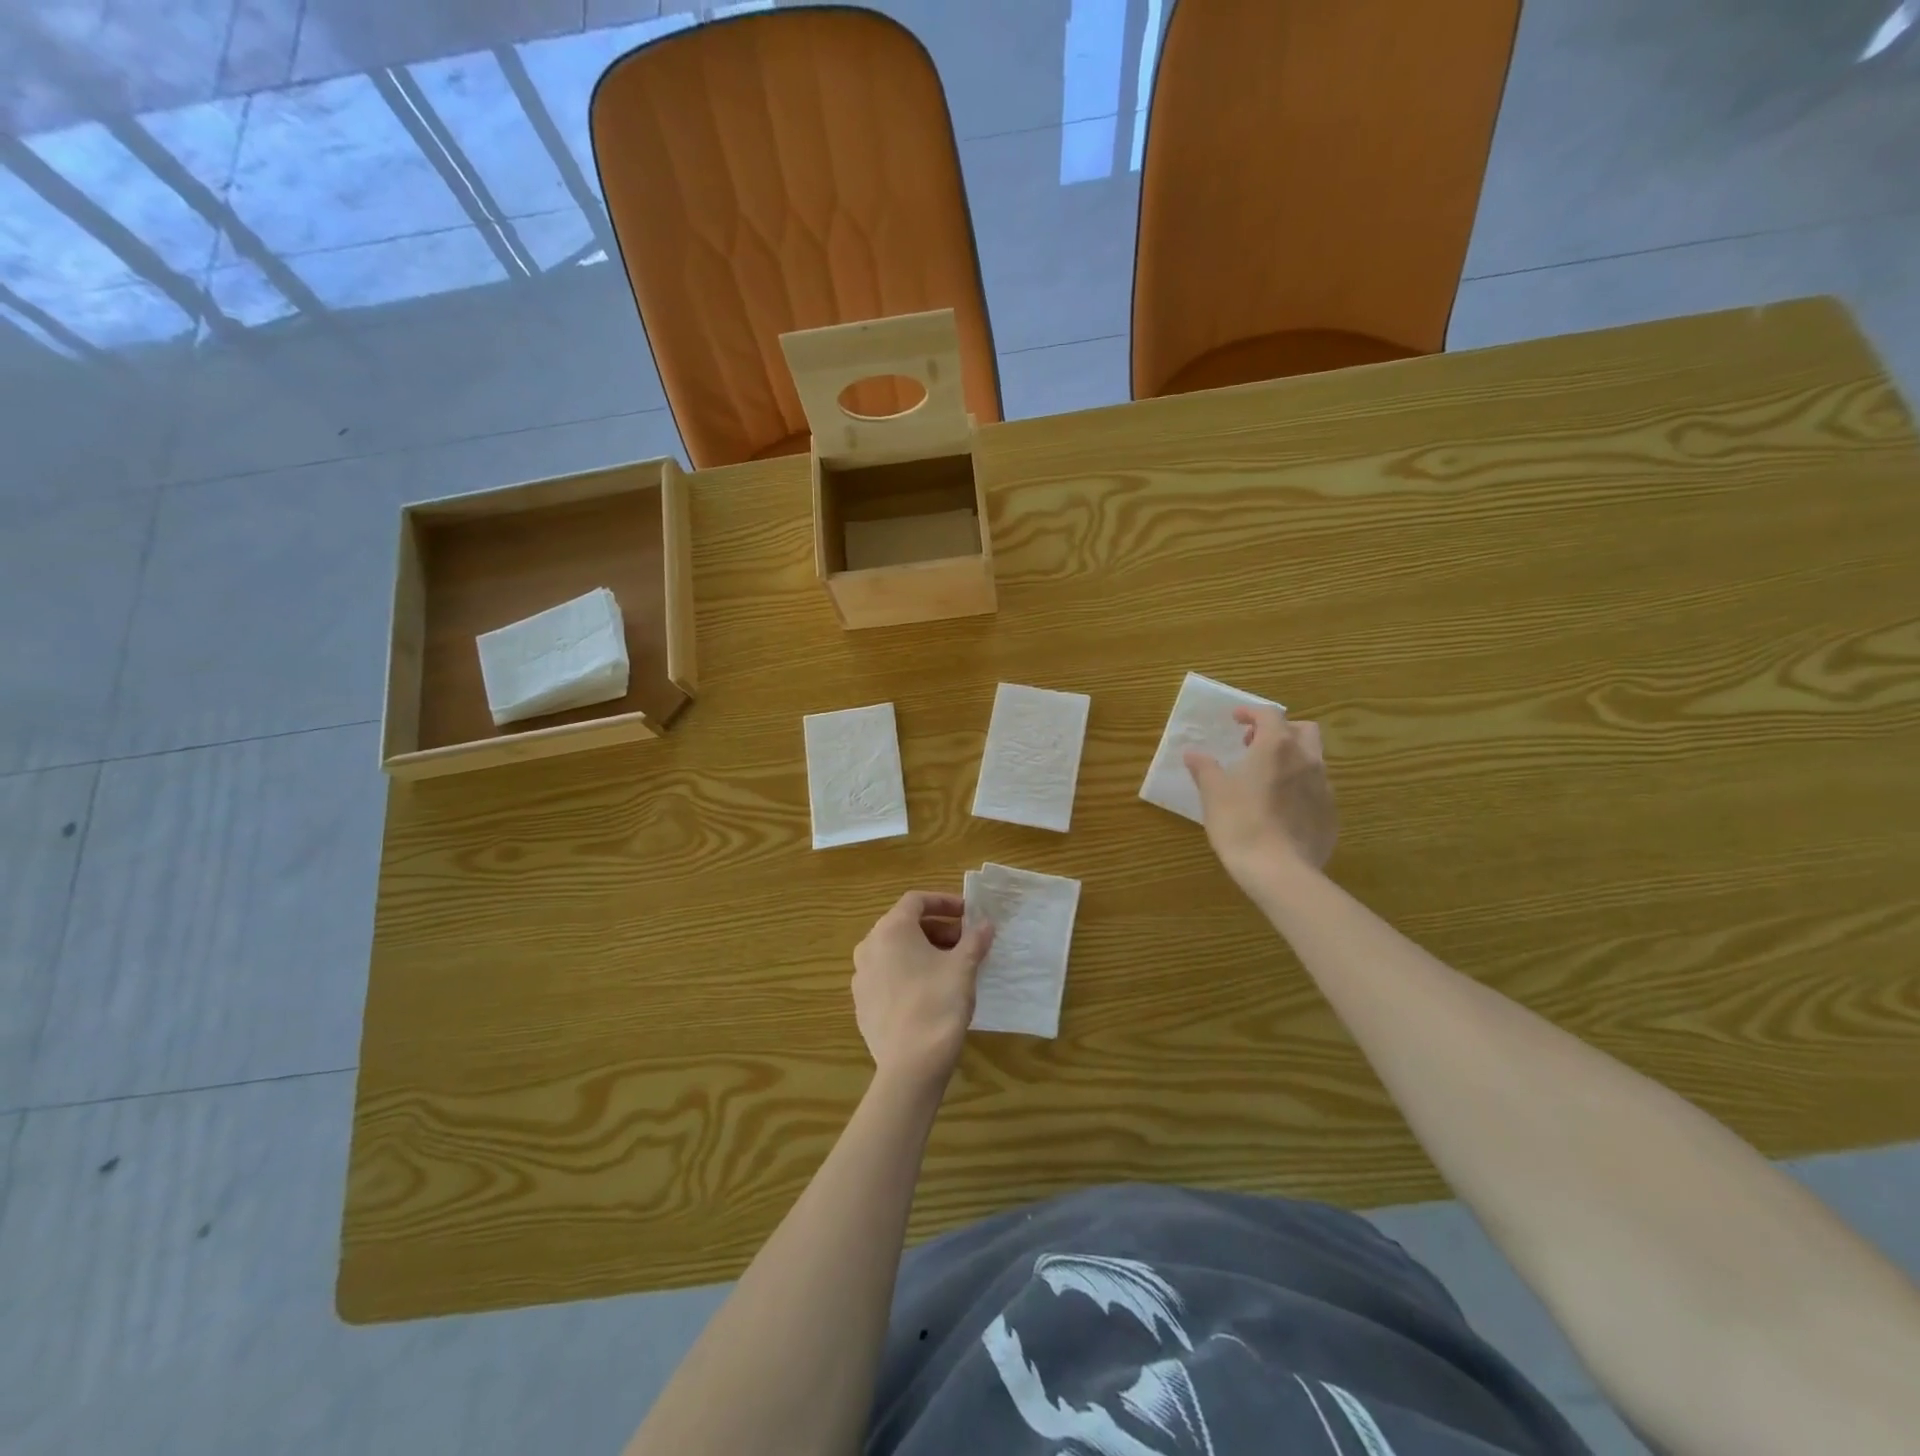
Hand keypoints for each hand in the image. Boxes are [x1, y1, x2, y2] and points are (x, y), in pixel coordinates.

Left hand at [852, 891, 993, 1091]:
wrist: (910, 1066)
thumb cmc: (938, 1004)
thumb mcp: (963, 967)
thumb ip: (974, 940)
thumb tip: (985, 924)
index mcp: (891, 930)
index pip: (916, 900)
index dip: (944, 902)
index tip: (967, 914)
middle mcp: (869, 946)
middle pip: (904, 925)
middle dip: (937, 929)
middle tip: (965, 942)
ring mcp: (861, 976)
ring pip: (894, 951)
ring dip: (923, 951)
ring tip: (951, 967)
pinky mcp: (862, 1003)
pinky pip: (887, 975)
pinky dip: (908, 972)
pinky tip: (930, 992)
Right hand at [1184, 708, 1337, 891]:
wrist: (1279, 870)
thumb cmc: (1240, 823)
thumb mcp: (1213, 793)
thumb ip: (1204, 768)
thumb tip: (1193, 753)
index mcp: (1276, 747)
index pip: (1269, 715)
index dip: (1251, 712)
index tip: (1236, 719)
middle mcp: (1306, 760)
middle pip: (1303, 730)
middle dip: (1281, 731)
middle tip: (1256, 745)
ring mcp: (1324, 788)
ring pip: (1313, 760)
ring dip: (1292, 759)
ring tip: (1267, 778)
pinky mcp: (1330, 814)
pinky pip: (1317, 790)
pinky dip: (1300, 787)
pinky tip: (1281, 808)